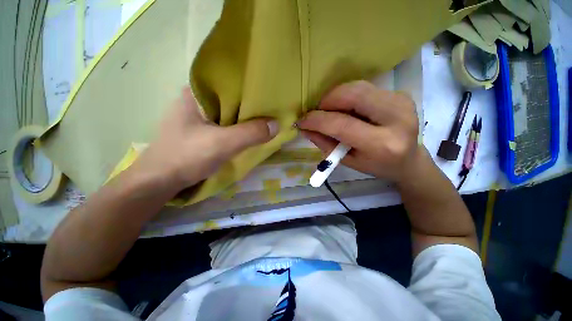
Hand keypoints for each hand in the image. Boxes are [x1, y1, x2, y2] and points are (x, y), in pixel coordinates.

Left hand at [131, 87, 278, 192]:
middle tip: (270, 110)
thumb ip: (250, 133)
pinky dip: (237, 128)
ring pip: (228, 113)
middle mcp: (196, 101)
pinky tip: (248, 132)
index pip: (229, 83)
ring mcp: (198, 118)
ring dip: (244, 119)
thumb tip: (276, 124)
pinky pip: (225, 125)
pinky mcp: (201, 132)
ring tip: (264, 120)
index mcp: (196, 93)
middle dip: (249, 106)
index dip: (250, 89)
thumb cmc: (186, 157)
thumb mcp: (222, 143)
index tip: (268, 95)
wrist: (159, 182)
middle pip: (230, 99)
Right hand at [298, 80, 419, 183]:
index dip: (317, 120)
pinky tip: (346, 109)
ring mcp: (401, 101)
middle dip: (327, 101)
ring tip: (329, 111)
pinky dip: (348, 96)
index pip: (342, 124)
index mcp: (382, 144)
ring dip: (336, 97)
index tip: (301, 121)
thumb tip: (304, 128)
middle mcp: (396, 118)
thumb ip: (325, 144)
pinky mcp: (400, 94)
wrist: (409, 160)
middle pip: (353, 95)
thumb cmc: (376, 166)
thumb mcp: (347, 161)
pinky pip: (365, 88)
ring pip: (358, 87)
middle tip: (317, 113)